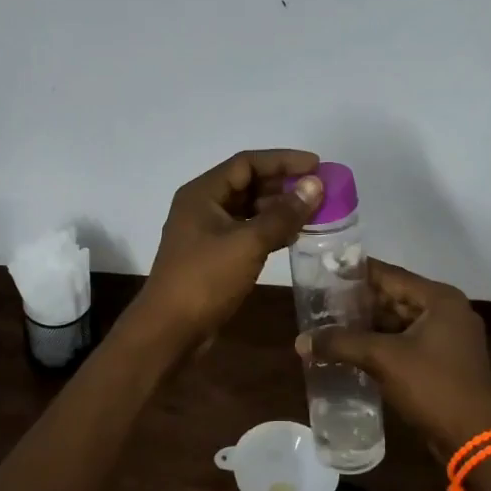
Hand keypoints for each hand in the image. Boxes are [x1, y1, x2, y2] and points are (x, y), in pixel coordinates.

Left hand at [133, 149, 323, 350]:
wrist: (170, 330)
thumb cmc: (205, 279)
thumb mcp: (248, 243)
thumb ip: (283, 214)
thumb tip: (315, 185)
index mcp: (203, 193)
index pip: (247, 163)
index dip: (283, 160)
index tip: (317, 165)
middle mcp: (203, 206)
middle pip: (248, 183)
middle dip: (284, 184)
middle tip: (320, 190)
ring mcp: (207, 232)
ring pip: (249, 209)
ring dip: (279, 208)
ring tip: (314, 212)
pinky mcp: (214, 255)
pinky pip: (247, 231)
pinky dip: (270, 230)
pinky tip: (295, 236)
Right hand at [296, 259, 490, 458]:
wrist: (474, 439)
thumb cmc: (433, 386)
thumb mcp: (383, 359)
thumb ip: (342, 343)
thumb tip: (301, 341)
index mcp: (440, 299)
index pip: (391, 275)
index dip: (357, 273)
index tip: (327, 270)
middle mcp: (448, 312)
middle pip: (396, 297)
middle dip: (361, 302)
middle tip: (323, 300)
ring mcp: (450, 339)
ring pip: (401, 322)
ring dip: (370, 325)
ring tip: (333, 324)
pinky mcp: (446, 363)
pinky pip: (408, 343)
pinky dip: (384, 344)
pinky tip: (355, 349)